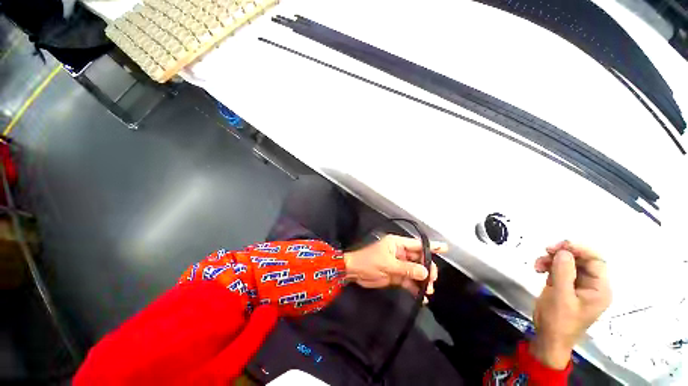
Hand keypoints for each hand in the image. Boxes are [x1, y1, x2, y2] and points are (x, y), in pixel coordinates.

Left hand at [343, 235, 444, 301]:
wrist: (354, 272)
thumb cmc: (369, 262)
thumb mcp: (388, 264)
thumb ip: (407, 269)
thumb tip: (425, 273)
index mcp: (397, 244)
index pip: (417, 244)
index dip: (431, 247)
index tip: (445, 248)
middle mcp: (400, 253)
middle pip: (419, 259)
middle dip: (427, 269)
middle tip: (432, 280)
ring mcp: (399, 265)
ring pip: (416, 271)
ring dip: (422, 280)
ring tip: (428, 291)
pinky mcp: (396, 275)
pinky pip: (409, 281)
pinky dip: (415, 287)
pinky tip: (421, 298)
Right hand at [531, 241, 611, 368]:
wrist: (548, 337)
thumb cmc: (559, 320)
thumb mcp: (561, 296)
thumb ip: (564, 272)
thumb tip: (564, 251)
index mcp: (599, 288)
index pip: (596, 260)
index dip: (580, 249)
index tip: (559, 245)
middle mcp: (591, 284)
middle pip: (581, 259)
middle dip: (563, 253)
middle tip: (545, 251)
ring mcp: (578, 284)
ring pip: (568, 262)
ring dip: (551, 259)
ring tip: (537, 265)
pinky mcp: (565, 285)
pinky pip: (559, 268)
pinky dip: (548, 265)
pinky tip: (538, 269)